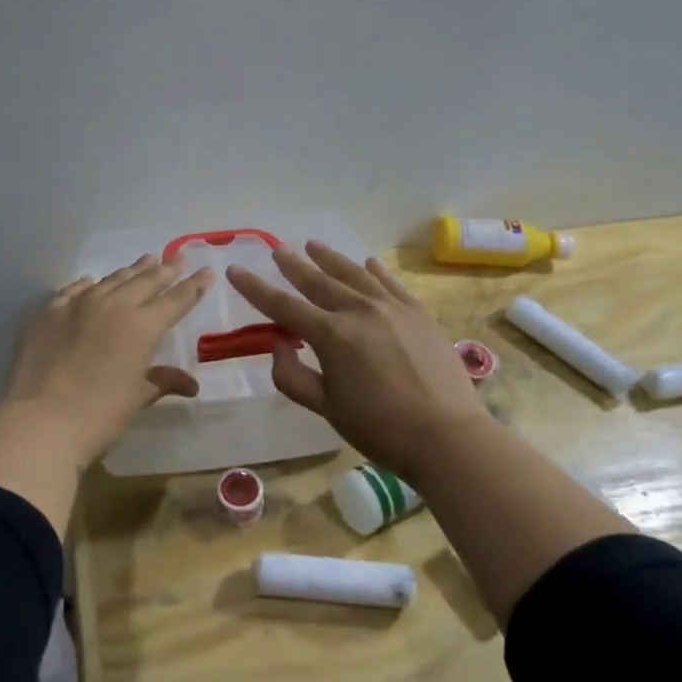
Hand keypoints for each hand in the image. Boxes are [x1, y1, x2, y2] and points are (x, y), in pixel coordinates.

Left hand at [0, 254, 212, 466]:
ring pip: (111, 281)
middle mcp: (114, 307)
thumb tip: (191, 384)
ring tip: (146, 259)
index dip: (193, 286)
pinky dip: (87, 285)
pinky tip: (90, 281)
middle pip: (145, 282)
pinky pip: (73, 291)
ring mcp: (78, 306)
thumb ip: (163, 381)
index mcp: (142, 327)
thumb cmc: (99, 415)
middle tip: (178, 257)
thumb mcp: (138, 398)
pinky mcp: (49, 313)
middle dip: (165, 270)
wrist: (41, 420)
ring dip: (131, 270)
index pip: (176, 301)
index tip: (207, 271)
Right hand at [227, 241, 490, 478]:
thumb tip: (277, 345)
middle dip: (293, 265)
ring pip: (354, 274)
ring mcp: (392, 308)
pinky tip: (367, 262)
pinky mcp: (418, 313)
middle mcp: (358, 311)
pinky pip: (390, 284)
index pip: (283, 305)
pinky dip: (375, 271)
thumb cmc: (379, 428)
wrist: (446, 435)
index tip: (235, 270)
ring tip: (313, 245)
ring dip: (331, 259)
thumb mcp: (325, 408)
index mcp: (331, 335)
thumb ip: (293, 376)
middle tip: (277, 250)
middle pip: (318, 281)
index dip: (255, 288)